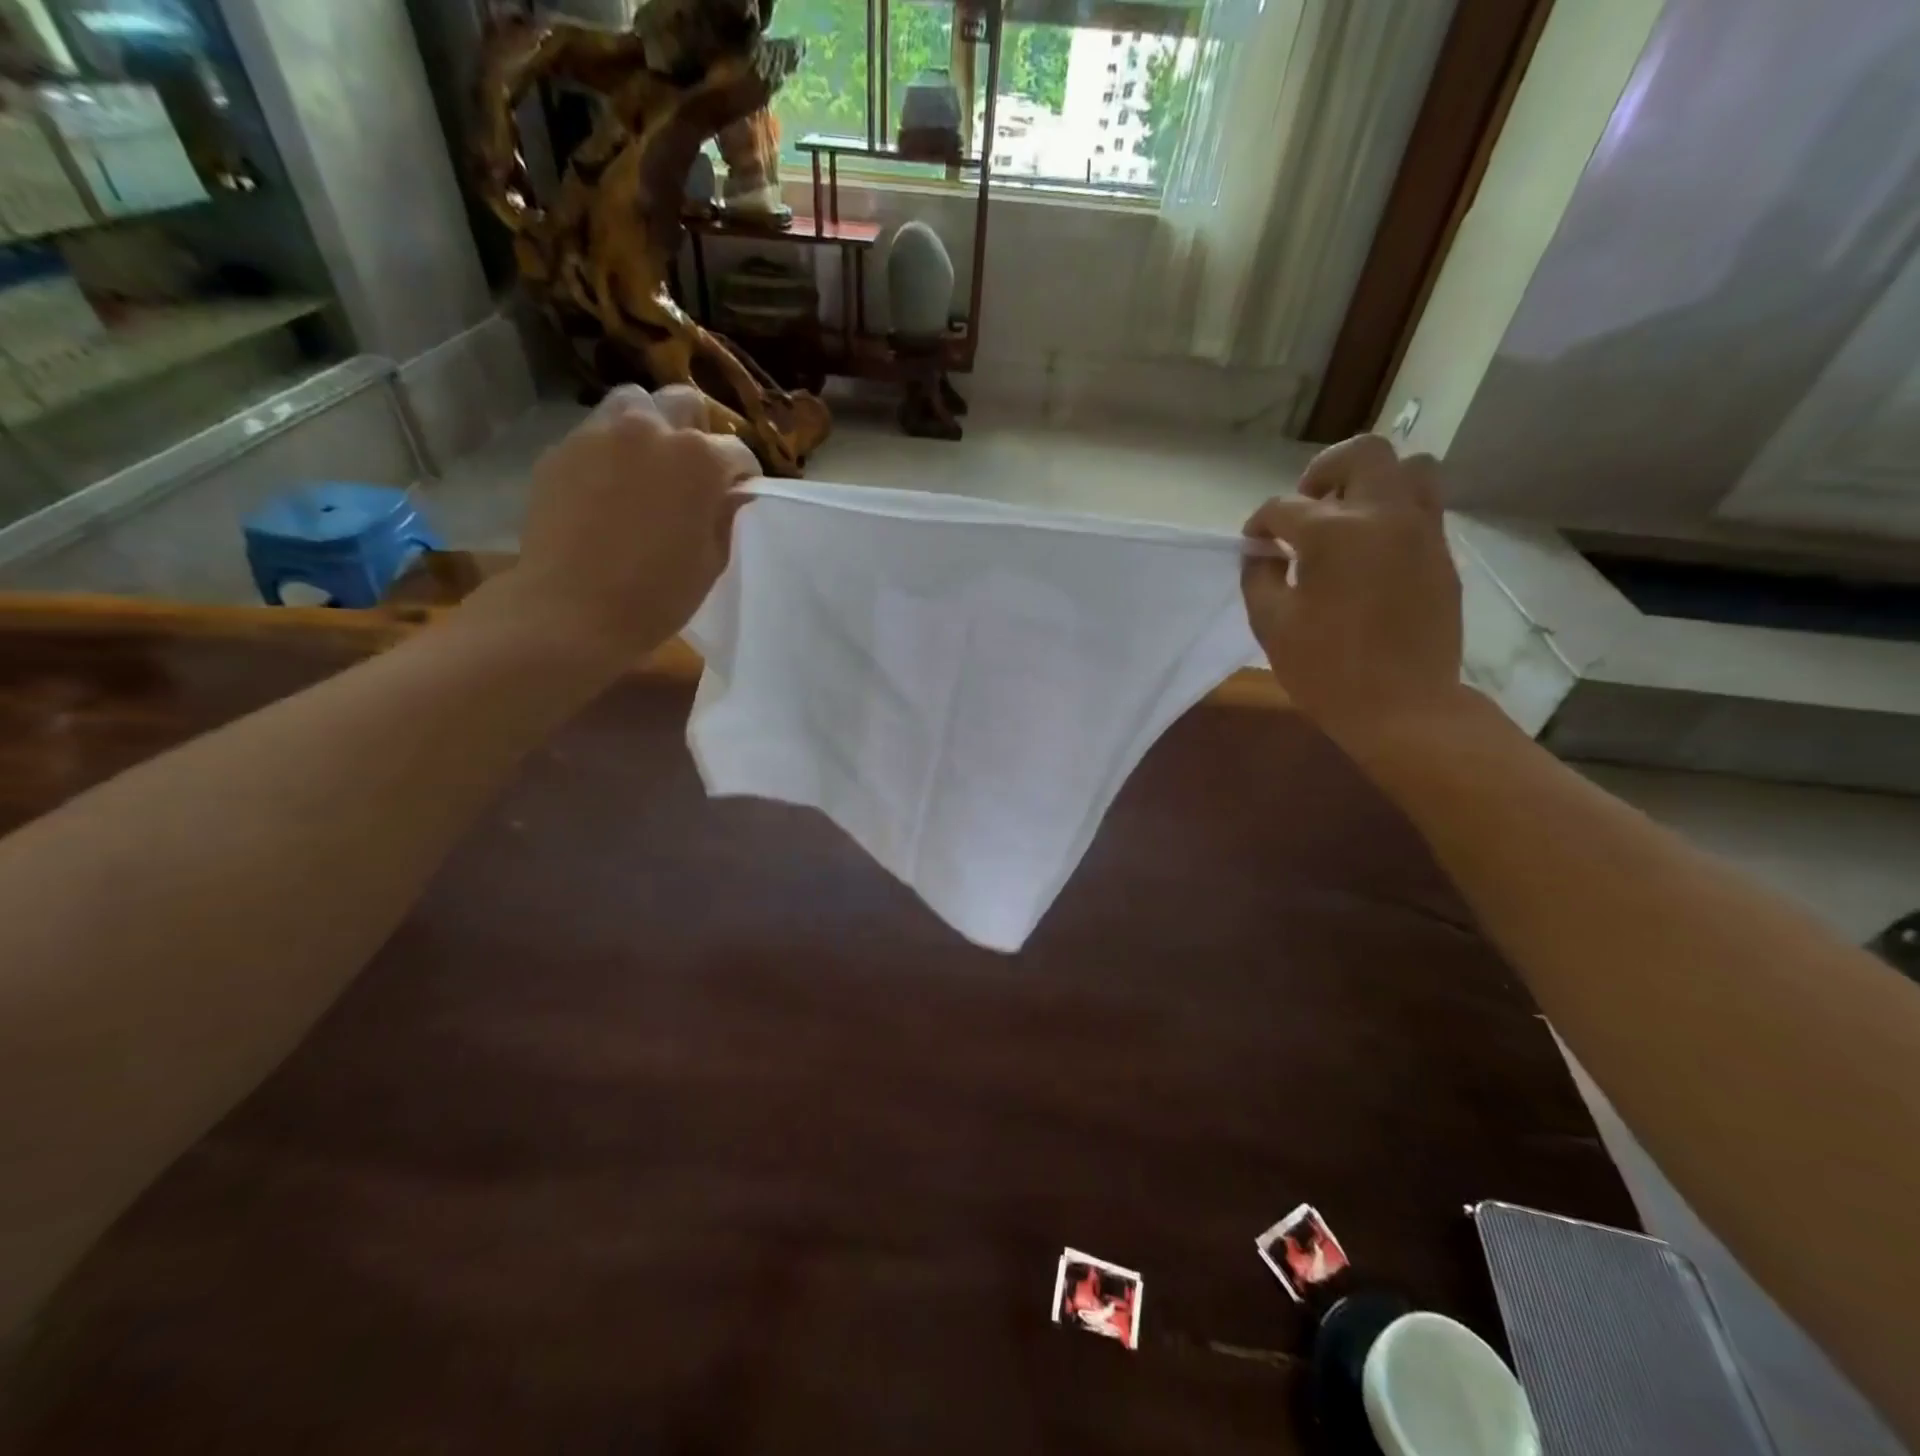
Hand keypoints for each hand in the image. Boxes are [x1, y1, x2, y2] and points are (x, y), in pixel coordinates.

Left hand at [488, 385, 756, 676]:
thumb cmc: (658, 594)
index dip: (743, 474)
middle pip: (682, 403)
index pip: (737, 450)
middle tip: (694, 469)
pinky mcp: (560, 450)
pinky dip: (611, 450)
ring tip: (648, 465)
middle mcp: (650, 430)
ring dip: (649, 426)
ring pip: (633, 404)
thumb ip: (724, 516)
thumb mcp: (711, 560)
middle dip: (695, 430)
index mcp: (699, 458)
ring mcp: (599, 434)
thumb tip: (732, 494)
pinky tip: (610, 487)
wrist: (572, 611)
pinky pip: (595, 434)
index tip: (739, 495)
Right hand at [1242, 435, 1463, 745]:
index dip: (1260, 524)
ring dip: (1371, 481)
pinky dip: (1394, 511)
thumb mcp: (1271, 624)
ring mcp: (1422, 532)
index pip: (1284, 507)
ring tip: (1347, 517)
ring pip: (1409, 468)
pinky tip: (1371, 551)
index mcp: (1335, 532)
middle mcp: (1385, 515)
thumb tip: (1262, 552)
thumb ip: (1259, 576)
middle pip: (1362, 453)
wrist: (1403, 707)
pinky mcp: (1441, 554)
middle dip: (1324, 471)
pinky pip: (1423, 506)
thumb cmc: (1326, 670)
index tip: (1254, 545)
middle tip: (1306, 506)